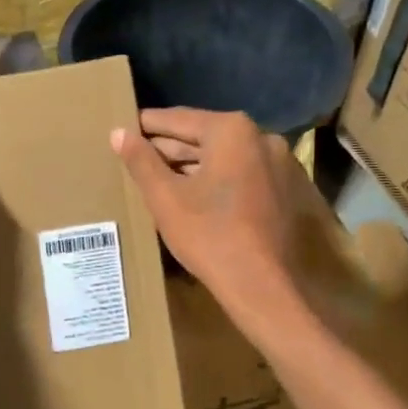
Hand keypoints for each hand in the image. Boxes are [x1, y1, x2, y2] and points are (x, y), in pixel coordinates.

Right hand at [111, 108, 301, 302]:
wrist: (266, 288)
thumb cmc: (210, 236)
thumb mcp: (165, 198)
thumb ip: (141, 161)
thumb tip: (118, 132)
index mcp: (232, 130)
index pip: (177, 120)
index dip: (145, 126)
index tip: (123, 131)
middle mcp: (262, 137)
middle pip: (203, 137)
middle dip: (169, 148)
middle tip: (137, 159)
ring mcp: (281, 164)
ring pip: (224, 157)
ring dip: (193, 166)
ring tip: (161, 179)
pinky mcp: (289, 190)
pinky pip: (243, 175)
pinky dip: (218, 180)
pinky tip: (196, 198)